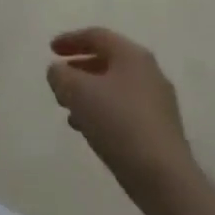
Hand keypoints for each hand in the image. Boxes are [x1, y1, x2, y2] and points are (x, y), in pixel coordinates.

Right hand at [47, 28, 194, 196]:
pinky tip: (89, 129)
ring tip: (68, 110)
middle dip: (79, 69)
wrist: (164, 178)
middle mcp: (149, 72)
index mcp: (132, 55)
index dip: (70, 40)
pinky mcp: (160, 130)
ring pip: (115, 87)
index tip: (50, 51)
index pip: (96, 36)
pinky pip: (125, 110)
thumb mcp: (76, 91)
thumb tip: (59, 72)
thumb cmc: (118, 122)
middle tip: (59, 80)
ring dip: (89, 93)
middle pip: (107, 61)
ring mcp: (158, 103)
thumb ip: (60, 75)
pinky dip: (103, 112)